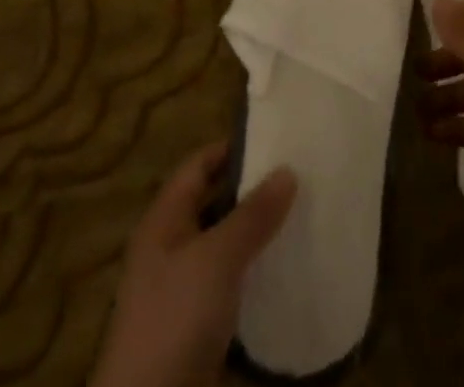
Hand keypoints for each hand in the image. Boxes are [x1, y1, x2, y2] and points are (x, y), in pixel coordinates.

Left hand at [89, 142, 296, 386]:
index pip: (199, 165)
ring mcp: (181, 290)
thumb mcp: (217, 258)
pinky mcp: (196, 325)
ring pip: (225, 245)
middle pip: (214, 203)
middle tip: (297, 174)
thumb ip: (253, 214)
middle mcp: (169, 248)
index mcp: (163, 222)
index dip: (233, 148)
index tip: (276, 139)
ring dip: (256, 233)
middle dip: (252, 191)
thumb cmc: (175, 319)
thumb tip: (288, 169)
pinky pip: (230, 283)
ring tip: (300, 215)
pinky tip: (285, 268)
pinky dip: (254, 272)